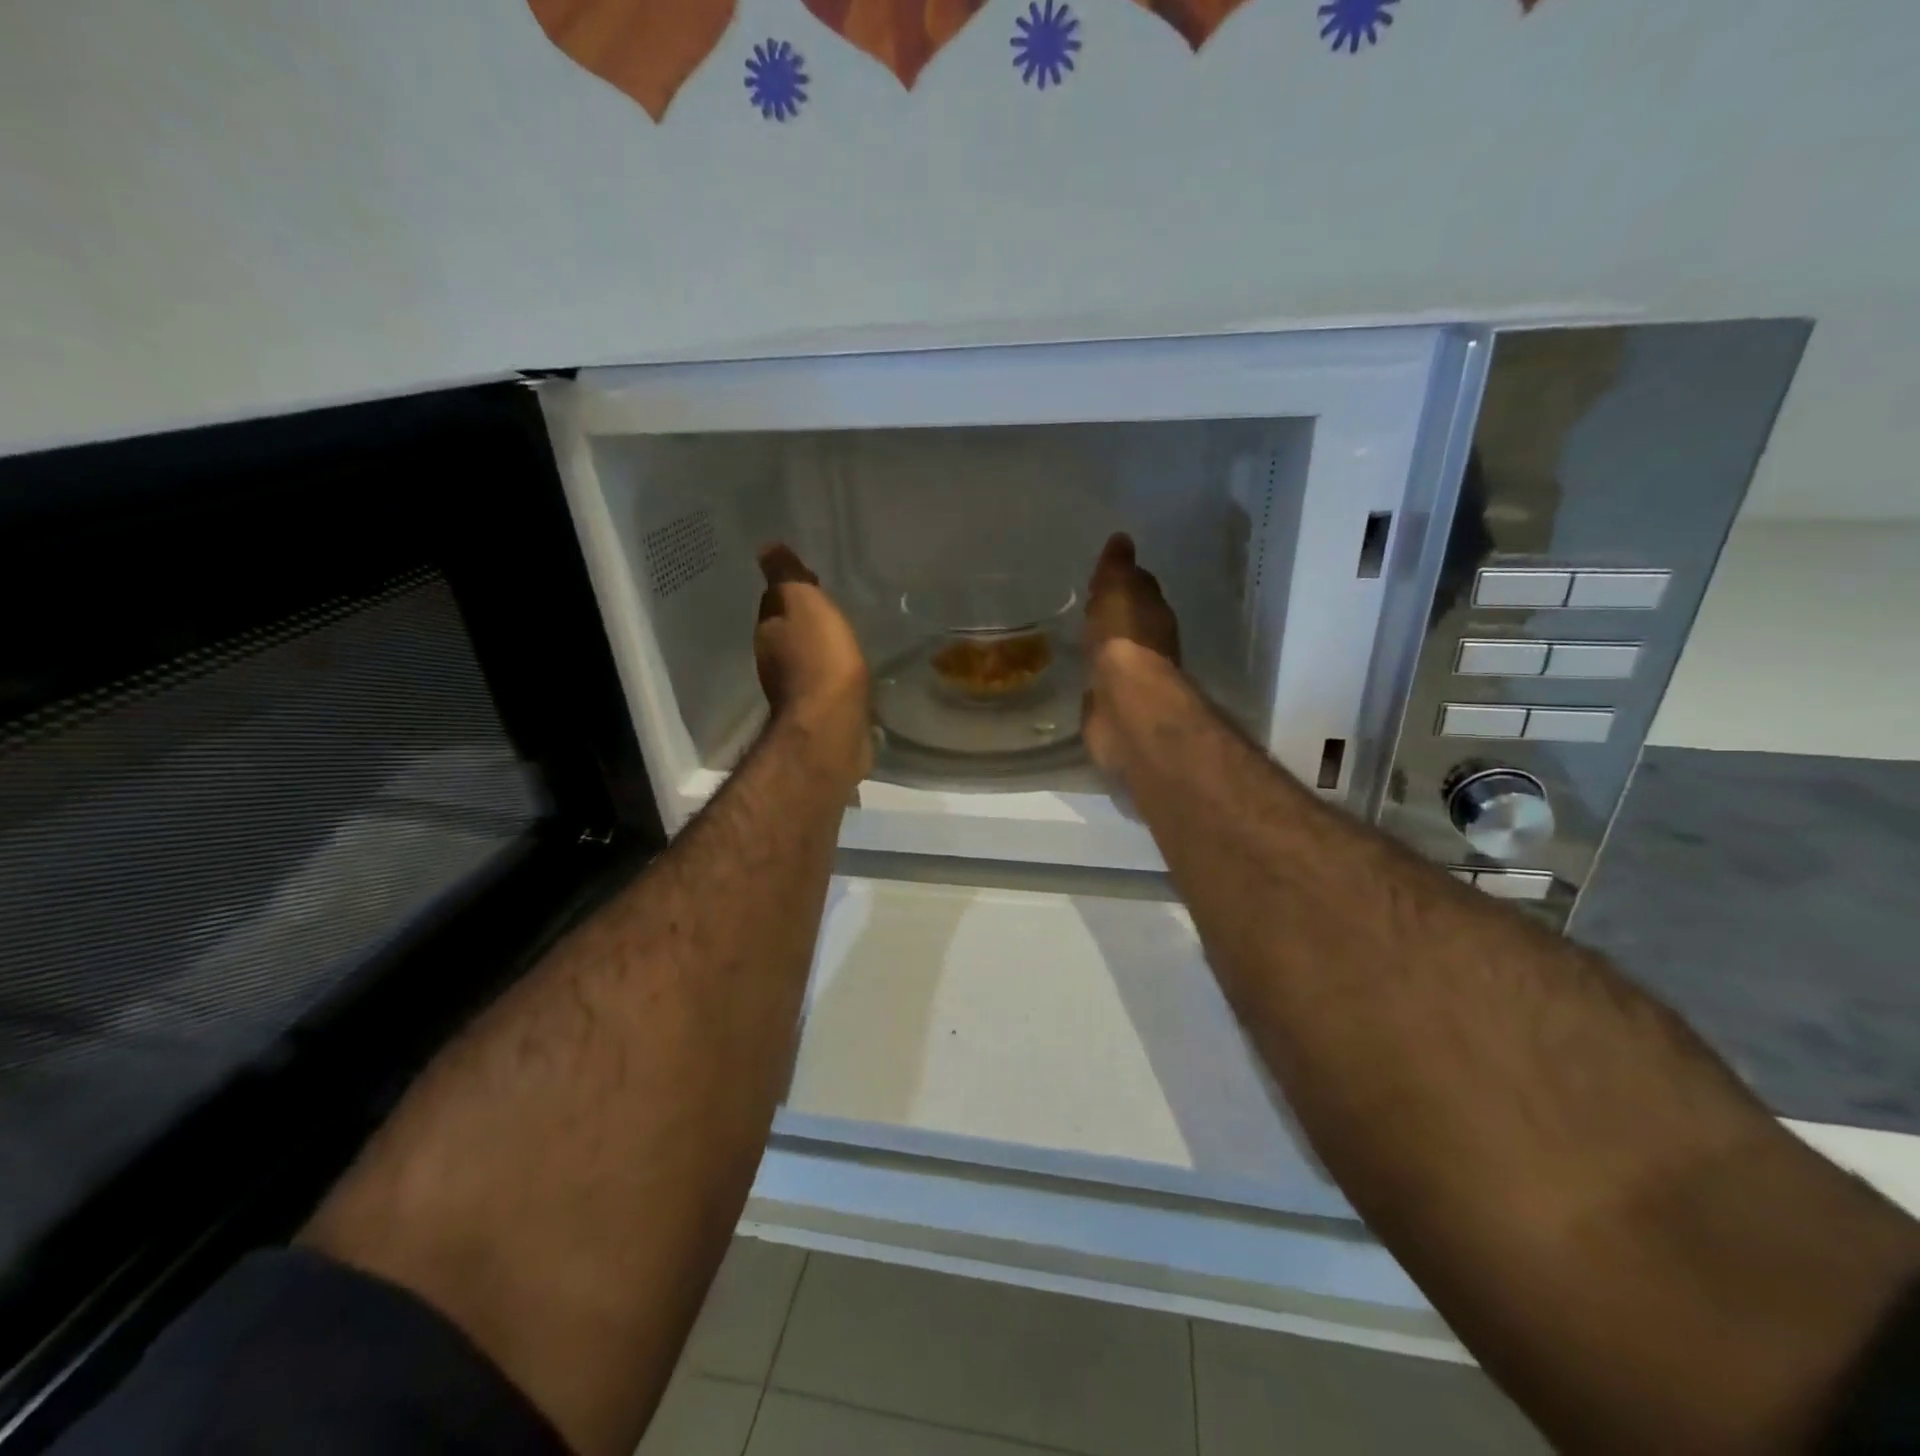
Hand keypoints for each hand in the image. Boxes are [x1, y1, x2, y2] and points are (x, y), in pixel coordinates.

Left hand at [756, 544, 872, 782]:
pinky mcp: (818, 712)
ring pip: (805, 657)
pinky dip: (831, 673)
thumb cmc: (819, 659)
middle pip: (788, 630)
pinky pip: (824, 682)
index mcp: (768, 631)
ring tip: (842, 636)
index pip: (774, 600)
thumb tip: (765, 547)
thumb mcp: (804, 604)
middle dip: (804, 619)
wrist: (832, 726)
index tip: (812, 578)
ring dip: (818, 647)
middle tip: (829, 606)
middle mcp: (773, 660)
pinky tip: (848, 671)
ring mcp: (795, 689)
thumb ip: (786, 576)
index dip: (791, 588)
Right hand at [1082, 533, 1181, 776]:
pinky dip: (1096, 671)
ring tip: (1082, 634)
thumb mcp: (1117, 591)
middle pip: (1132, 620)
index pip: (1141, 588)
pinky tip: (1082, 668)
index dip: (1125, 579)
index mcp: (1154, 613)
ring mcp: (1133, 676)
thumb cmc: (1123, 639)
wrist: (1124, 702)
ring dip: (1105, 643)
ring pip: (1117, 650)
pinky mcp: (1114, 703)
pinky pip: (1103, 678)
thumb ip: (1117, 569)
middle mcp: (1150, 644)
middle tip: (1092, 602)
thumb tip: (1122, 539)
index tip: (1105, 573)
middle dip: (1115, 612)